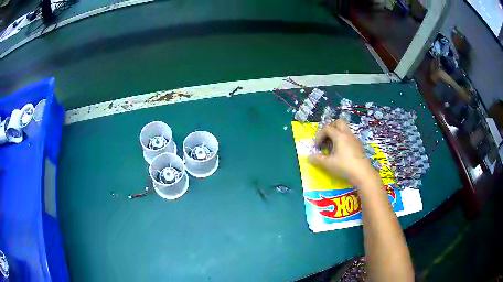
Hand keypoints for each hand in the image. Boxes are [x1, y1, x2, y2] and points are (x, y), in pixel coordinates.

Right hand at [308, 119, 377, 186]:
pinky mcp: (359, 146)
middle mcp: (347, 134)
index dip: (319, 135)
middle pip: (338, 122)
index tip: (317, 146)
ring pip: (344, 130)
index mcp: (339, 136)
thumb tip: (309, 157)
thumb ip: (317, 160)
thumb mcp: (328, 164)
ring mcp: (354, 140)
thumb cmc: (344, 166)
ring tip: (332, 148)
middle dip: (330, 129)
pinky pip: (349, 138)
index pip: (327, 128)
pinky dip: (343, 142)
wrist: (362, 174)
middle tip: (326, 139)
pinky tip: (341, 154)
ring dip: (337, 136)